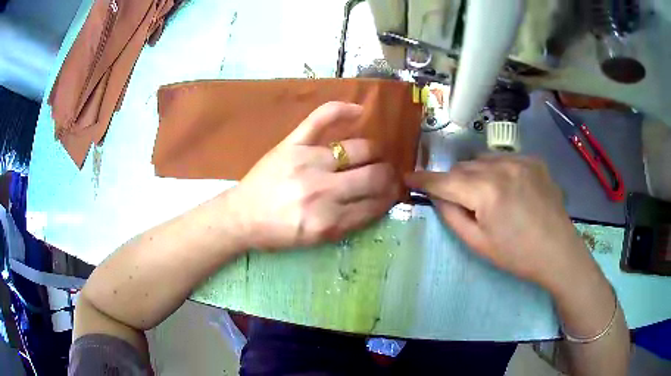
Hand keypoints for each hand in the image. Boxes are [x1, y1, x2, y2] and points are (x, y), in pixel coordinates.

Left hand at [228, 102, 399, 251]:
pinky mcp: (292, 144)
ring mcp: (308, 162)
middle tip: (390, 175)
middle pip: (373, 176)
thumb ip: (349, 223)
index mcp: (329, 221)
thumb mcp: (316, 240)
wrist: (241, 216)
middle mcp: (323, 191)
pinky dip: (342, 110)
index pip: (374, 204)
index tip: (395, 193)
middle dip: (389, 176)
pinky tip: (359, 111)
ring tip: (376, 155)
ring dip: (376, 152)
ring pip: (359, 149)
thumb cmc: (278, 232)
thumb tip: (379, 201)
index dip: (390, 198)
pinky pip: (321, 119)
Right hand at [406, 156, 598, 292]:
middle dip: (453, 181)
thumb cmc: (517, 255)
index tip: (408, 177)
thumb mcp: (478, 243)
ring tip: (485, 195)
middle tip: (457, 200)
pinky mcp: (534, 160)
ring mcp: (521, 160)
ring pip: (482, 159)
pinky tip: (507, 189)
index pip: (445, 180)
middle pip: (463, 166)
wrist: (558, 252)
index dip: (424, 179)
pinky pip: (504, 159)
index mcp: (486, 191)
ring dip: (475, 174)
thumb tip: (438, 195)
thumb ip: (452, 215)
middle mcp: (502, 166)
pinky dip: (496, 170)